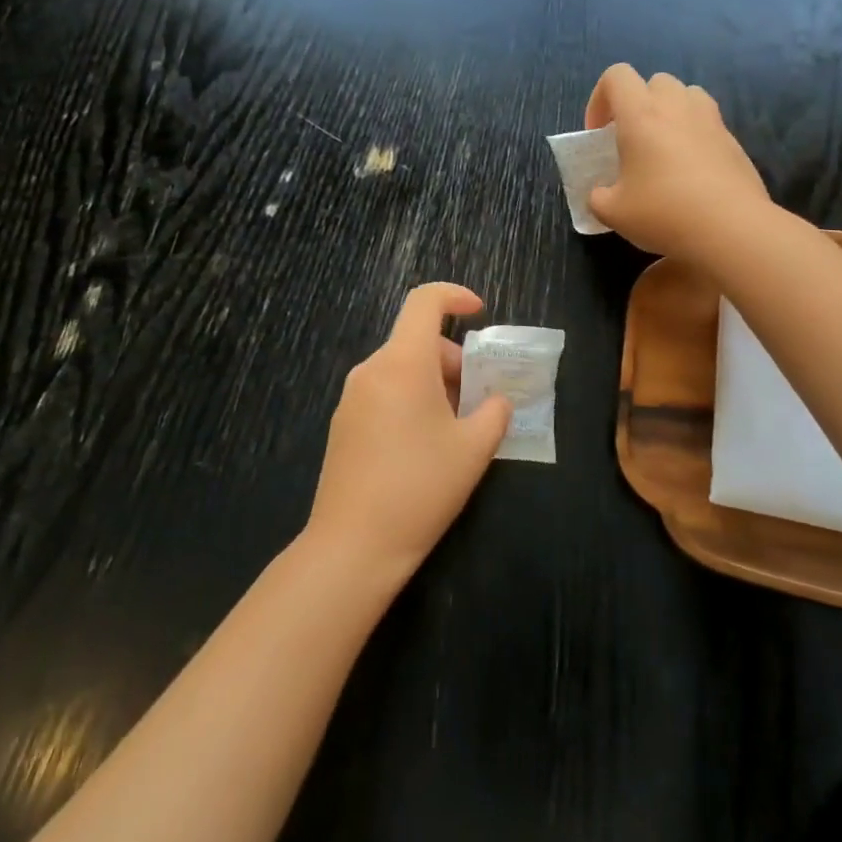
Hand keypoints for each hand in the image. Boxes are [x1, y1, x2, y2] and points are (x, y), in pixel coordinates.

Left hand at [305, 283, 512, 583]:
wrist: (353, 546)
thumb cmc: (420, 488)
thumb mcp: (473, 450)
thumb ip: (494, 413)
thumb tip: (498, 400)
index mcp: (403, 363)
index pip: (424, 302)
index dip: (455, 296)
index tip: (480, 313)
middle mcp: (372, 369)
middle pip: (417, 341)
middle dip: (455, 359)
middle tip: (480, 398)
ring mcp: (352, 396)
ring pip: (402, 368)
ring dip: (435, 382)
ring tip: (457, 427)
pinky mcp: (343, 423)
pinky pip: (384, 391)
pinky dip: (411, 398)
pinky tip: (425, 444)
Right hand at [585, 63, 769, 262]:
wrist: (731, 229)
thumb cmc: (664, 213)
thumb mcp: (613, 212)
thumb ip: (598, 197)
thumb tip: (600, 194)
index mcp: (640, 115)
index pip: (616, 76)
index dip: (600, 99)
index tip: (599, 134)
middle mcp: (676, 107)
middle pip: (655, 81)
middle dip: (639, 103)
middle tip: (632, 139)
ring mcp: (710, 120)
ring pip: (687, 95)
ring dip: (671, 112)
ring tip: (664, 147)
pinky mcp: (734, 141)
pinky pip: (708, 123)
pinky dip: (695, 135)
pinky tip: (691, 172)